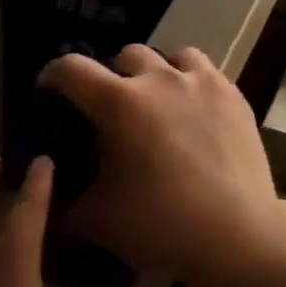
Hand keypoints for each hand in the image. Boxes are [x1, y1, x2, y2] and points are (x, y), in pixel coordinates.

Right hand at [38, 46, 282, 286]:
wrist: (235, 231)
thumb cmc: (160, 224)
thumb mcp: (98, 219)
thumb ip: (66, 199)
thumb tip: (51, 186)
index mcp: (119, 102)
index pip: (72, 69)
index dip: (53, 74)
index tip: (49, 89)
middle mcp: (160, 78)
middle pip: (127, 55)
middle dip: (113, 74)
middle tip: (113, 106)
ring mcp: (201, 81)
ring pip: (172, 57)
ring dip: (158, 73)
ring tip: (159, 101)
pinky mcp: (232, 93)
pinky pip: (205, 73)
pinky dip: (192, 84)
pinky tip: (194, 112)